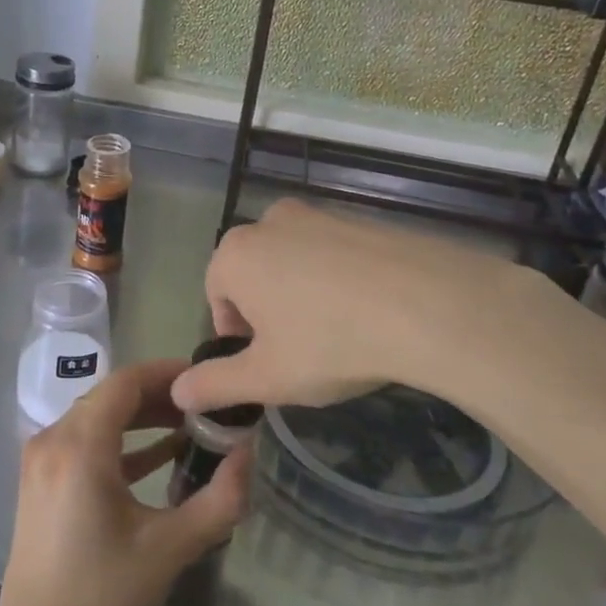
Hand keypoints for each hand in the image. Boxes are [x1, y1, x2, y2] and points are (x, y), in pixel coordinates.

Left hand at [0, 360, 250, 605]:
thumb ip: (218, 499)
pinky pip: (84, 444)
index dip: (168, 373)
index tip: (206, 378)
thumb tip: (249, 454)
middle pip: (111, 396)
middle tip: (206, 406)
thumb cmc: (103, 598)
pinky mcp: (41, 482)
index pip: (126, 382)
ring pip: (97, 418)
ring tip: (190, 428)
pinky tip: (159, 457)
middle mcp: (53, 439)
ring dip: (141, 419)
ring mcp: (41, 461)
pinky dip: (121, 444)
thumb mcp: (170, 548)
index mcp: (79, 445)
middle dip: (160, 396)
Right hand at [172, 198, 553, 416]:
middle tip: (299, 350)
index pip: (217, 296)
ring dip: (303, 293)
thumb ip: (215, 384)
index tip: (266, 363)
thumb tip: (178, 391)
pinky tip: (369, 312)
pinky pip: (335, 253)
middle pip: (254, 273)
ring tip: (338, 333)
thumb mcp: (267, 378)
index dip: (236, 335)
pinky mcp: (361, 217)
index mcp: (235, 255)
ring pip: (294, 261)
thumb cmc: (329, 342)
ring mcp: (318, 214)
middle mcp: (269, 222)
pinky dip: (340, 279)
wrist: (426, 303)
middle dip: (268, 310)